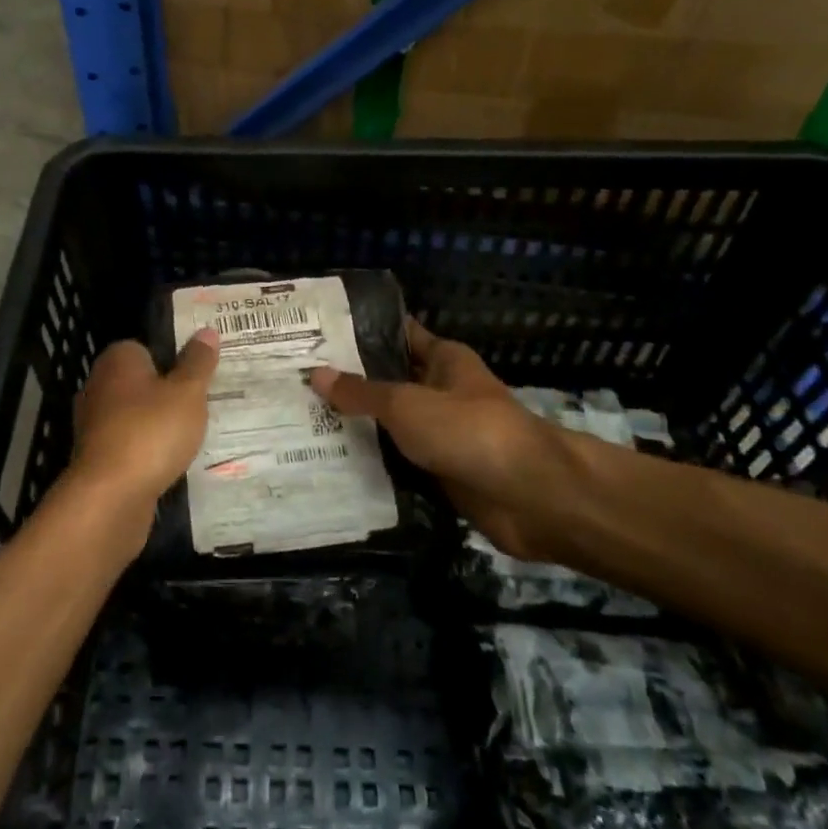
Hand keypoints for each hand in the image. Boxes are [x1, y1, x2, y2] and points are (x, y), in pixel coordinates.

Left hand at [68, 331, 220, 518]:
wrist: (110, 497)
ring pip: (135, 414)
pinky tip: (170, 460)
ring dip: (157, 423)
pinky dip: (147, 449)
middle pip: (141, 381)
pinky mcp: (97, 458)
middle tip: (202, 402)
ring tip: (192, 433)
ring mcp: (94, 424)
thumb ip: (198, 362)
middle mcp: (99, 385)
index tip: (199, 373)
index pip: (146, 347)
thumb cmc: (151, 431)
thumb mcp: (188, 392)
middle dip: (167, 392)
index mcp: (118, 360)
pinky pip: (130, 443)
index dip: (173, 357)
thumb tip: (207, 331)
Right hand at [310, 319, 571, 559]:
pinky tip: (333, 463)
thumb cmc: (468, 430)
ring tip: (303, 421)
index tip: (317, 334)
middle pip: (391, 381)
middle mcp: (443, 391)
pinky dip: (375, 463)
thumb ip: (361, 392)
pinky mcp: (443, 472)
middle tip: (298, 381)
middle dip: (351, 382)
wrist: (529, 496)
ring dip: (360, 426)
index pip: (398, 334)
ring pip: (394, 425)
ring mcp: (444, 433)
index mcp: (444, 359)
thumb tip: (315, 373)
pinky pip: (401, 461)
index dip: (362, 332)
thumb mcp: (406, 404)